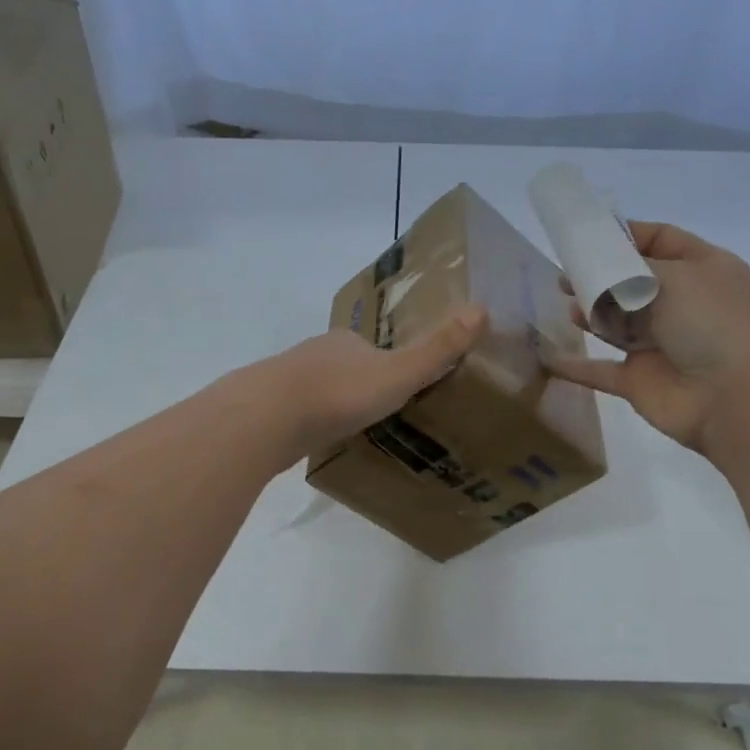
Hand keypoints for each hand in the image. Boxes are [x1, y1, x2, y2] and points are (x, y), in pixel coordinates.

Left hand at [255, 306, 488, 460]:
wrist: (267, 417)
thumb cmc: (339, 393)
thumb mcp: (398, 374)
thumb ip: (437, 350)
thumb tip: (482, 309)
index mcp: (348, 341)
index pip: (373, 348)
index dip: (389, 366)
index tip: (401, 390)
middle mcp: (316, 352)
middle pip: (344, 367)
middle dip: (359, 386)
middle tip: (378, 415)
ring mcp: (287, 378)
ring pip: (318, 389)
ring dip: (332, 404)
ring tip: (351, 430)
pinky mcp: (267, 407)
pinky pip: (296, 413)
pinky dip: (309, 422)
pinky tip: (316, 440)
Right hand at [549, 222, 749, 454]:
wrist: (738, 398)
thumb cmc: (714, 323)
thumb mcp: (677, 276)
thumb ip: (630, 267)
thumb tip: (599, 269)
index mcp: (699, 270)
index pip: (659, 240)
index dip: (624, 235)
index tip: (585, 234)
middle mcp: (680, 304)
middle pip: (631, 282)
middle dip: (599, 275)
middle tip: (565, 273)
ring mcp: (659, 345)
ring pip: (615, 324)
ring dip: (589, 314)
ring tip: (566, 305)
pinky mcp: (638, 380)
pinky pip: (599, 370)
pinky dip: (575, 366)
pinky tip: (548, 355)